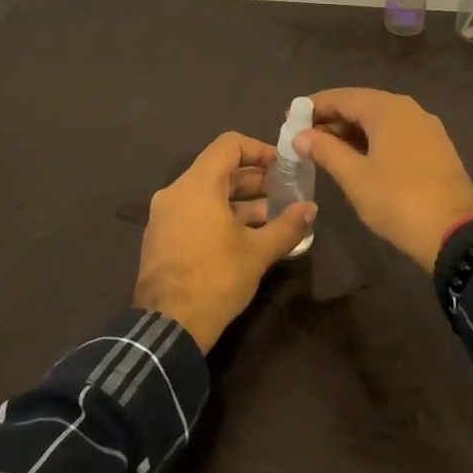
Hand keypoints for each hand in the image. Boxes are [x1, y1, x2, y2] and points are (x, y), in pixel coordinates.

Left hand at [133, 131, 315, 352]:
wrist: (168, 328)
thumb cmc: (216, 279)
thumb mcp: (258, 252)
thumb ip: (287, 225)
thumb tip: (311, 209)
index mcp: (197, 185)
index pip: (229, 145)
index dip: (258, 149)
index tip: (281, 166)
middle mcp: (176, 192)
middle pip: (218, 169)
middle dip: (253, 179)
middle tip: (282, 193)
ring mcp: (164, 216)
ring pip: (206, 194)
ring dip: (238, 201)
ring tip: (269, 217)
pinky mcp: (160, 238)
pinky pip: (193, 213)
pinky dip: (218, 215)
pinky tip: (243, 237)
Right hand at [295, 89, 472, 272]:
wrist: (455, 233)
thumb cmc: (397, 200)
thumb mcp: (354, 177)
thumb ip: (325, 151)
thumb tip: (301, 136)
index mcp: (387, 109)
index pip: (342, 97)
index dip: (313, 106)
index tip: (289, 118)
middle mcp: (409, 109)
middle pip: (362, 105)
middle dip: (332, 119)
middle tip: (304, 137)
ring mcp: (426, 127)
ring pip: (380, 120)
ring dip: (352, 131)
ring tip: (325, 150)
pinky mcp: (436, 147)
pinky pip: (397, 133)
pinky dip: (373, 140)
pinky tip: (358, 158)